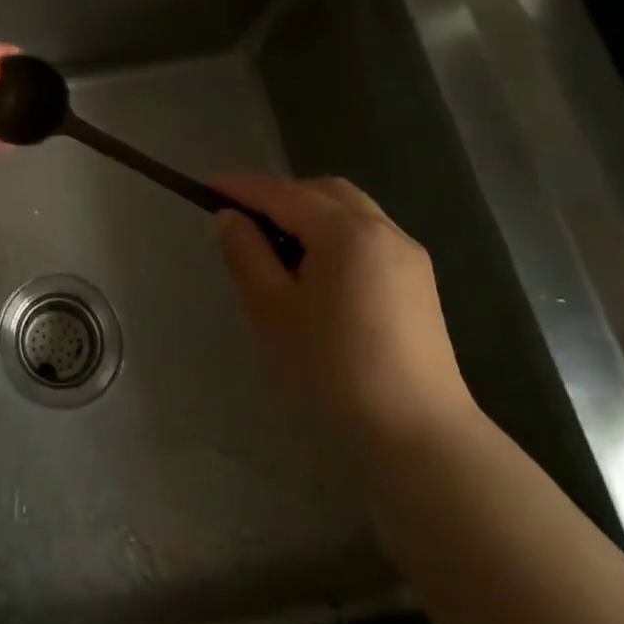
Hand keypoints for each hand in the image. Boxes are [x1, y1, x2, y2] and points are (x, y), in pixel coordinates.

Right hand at [212, 175, 476, 450]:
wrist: (417, 437)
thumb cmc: (332, 368)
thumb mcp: (271, 309)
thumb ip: (246, 253)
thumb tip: (231, 218)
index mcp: (346, 231)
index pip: (282, 194)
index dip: (241, 187)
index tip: (205, 186)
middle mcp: (383, 230)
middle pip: (323, 192)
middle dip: (280, 195)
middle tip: (243, 218)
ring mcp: (407, 255)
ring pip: (349, 211)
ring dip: (309, 214)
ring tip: (275, 245)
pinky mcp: (418, 283)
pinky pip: (367, 236)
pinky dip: (334, 234)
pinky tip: (315, 270)